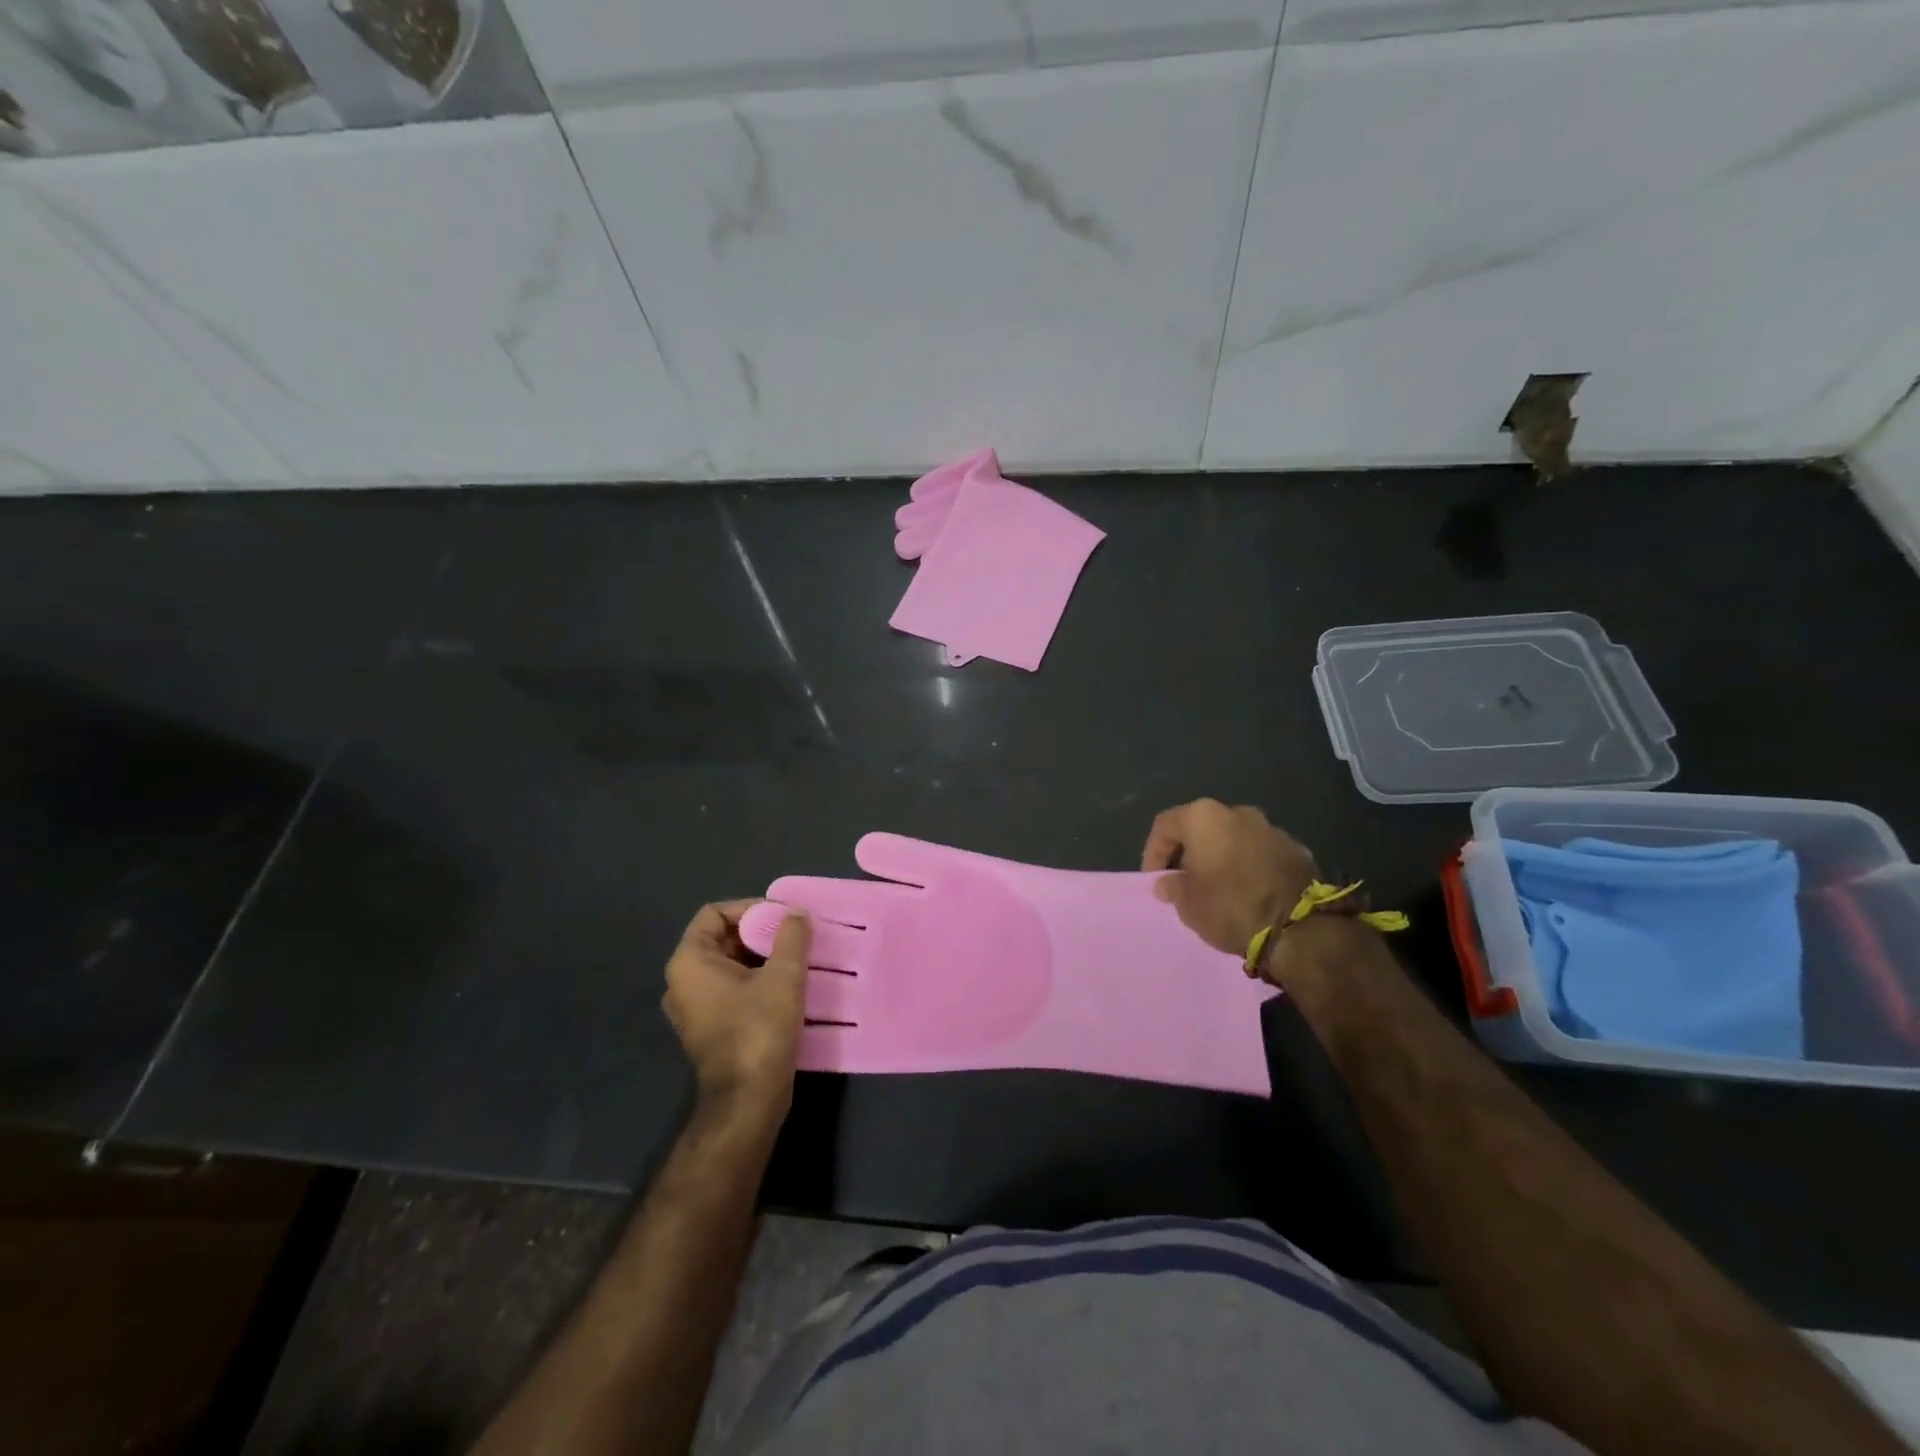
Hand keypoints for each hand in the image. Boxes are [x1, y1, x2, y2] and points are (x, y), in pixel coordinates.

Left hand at [664, 901, 810, 1119]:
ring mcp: (693, 1007)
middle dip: (760, 933)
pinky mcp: (709, 1027)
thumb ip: (791, 935)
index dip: (749, 908)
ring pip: (729, 964)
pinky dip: (757, 980)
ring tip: (797, 958)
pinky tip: (788, 985)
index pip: (715, 913)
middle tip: (795, 936)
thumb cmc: (759, 1029)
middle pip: (722, 937)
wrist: (748, 1099)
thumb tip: (795, 913)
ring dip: (762, 957)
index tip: (782, 918)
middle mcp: (682, 982)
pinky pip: (731, 988)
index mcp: (689, 962)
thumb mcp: (783, 975)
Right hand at [1142, 799, 1316, 958]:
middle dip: (1190, 852)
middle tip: (1184, 881)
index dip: (1153, 852)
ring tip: (1217, 888)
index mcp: (1204, 817)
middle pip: (1201, 828)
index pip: (1165, 826)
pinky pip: (1261, 853)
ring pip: (1234, 838)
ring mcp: (1271, 828)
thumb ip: (1173, 887)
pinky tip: (1248, 892)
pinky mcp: (1297, 849)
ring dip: (1221, 858)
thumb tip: (1167, 882)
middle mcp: (1237, 812)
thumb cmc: (1230, 906)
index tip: (1155, 880)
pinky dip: (1249, 866)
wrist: (1300, 928)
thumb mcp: (1188, 904)